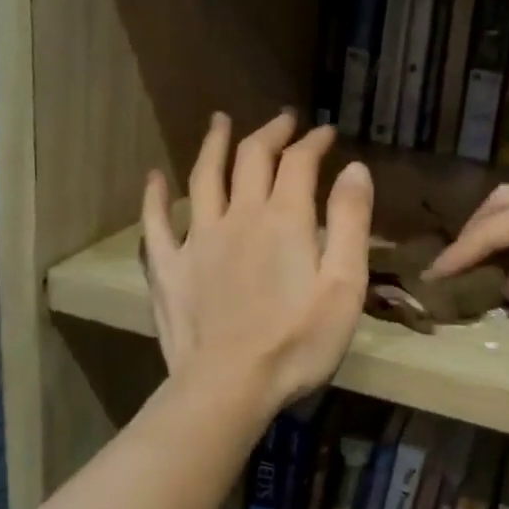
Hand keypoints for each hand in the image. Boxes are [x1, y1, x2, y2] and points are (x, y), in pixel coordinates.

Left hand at [143, 112, 372, 412]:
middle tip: (283, 121)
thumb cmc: (298, 343)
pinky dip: (155, 196)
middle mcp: (238, 216)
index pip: (298, 163)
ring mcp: (197, 240)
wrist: (229, 387)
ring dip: (214, 145)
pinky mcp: (168, 268)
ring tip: (220, 122)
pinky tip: (154, 178)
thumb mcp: (344, 286)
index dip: (312, 142)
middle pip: (251, 159)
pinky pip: (156, 222)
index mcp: (284, 220)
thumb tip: (354, 168)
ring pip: (203, 178)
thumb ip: (351, 223)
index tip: (325, 131)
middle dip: (270, 134)